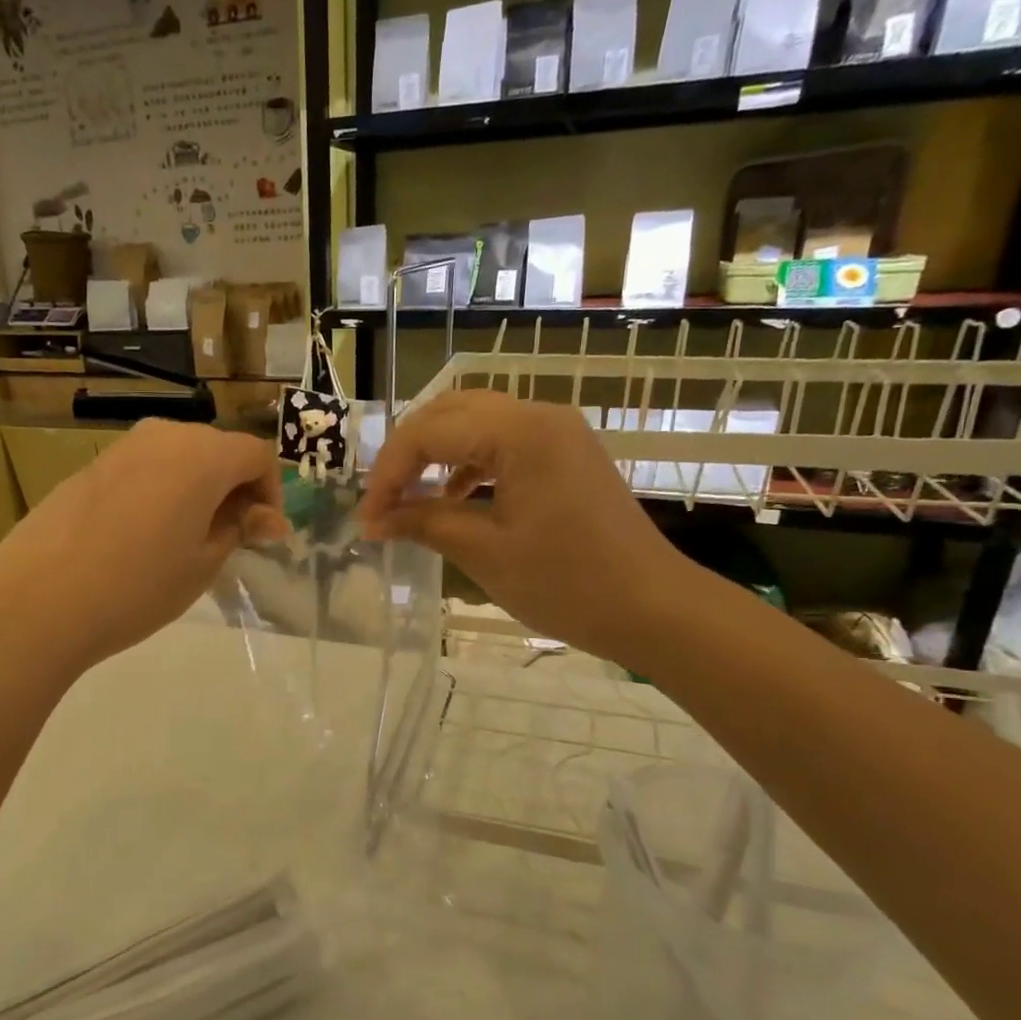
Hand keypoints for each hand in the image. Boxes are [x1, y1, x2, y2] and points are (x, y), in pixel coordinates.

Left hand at [0, 420, 287, 672]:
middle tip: (231, 540)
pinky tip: (145, 537)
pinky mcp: (92, 466)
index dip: (270, 492)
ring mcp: (123, 447)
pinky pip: (145, 469)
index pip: (257, 455)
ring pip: (180, 458)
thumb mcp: (204, 564)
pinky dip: (162, 491)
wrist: (40, 598)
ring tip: (188, 541)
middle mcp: (165, 435)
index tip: (262, 536)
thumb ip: (239, 529)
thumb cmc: (139, 585)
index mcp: (203, 455)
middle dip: (235, 489)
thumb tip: (265, 517)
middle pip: (218, 450)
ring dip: (197, 490)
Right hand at [361, 391, 701, 670]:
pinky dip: (468, 463)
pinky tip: (453, 497)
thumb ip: (424, 523)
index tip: (367, 518)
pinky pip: (502, 441)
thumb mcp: (484, 552)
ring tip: (410, 498)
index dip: (389, 473)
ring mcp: (558, 432)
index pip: (429, 433)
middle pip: (449, 412)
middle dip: (407, 453)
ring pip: (475, 421)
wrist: (653, 607)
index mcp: (519, 433)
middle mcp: (539, 416)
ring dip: (435, 454)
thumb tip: (375, 520)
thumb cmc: (567, 582)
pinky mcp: (566, 453)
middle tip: (382, 500)